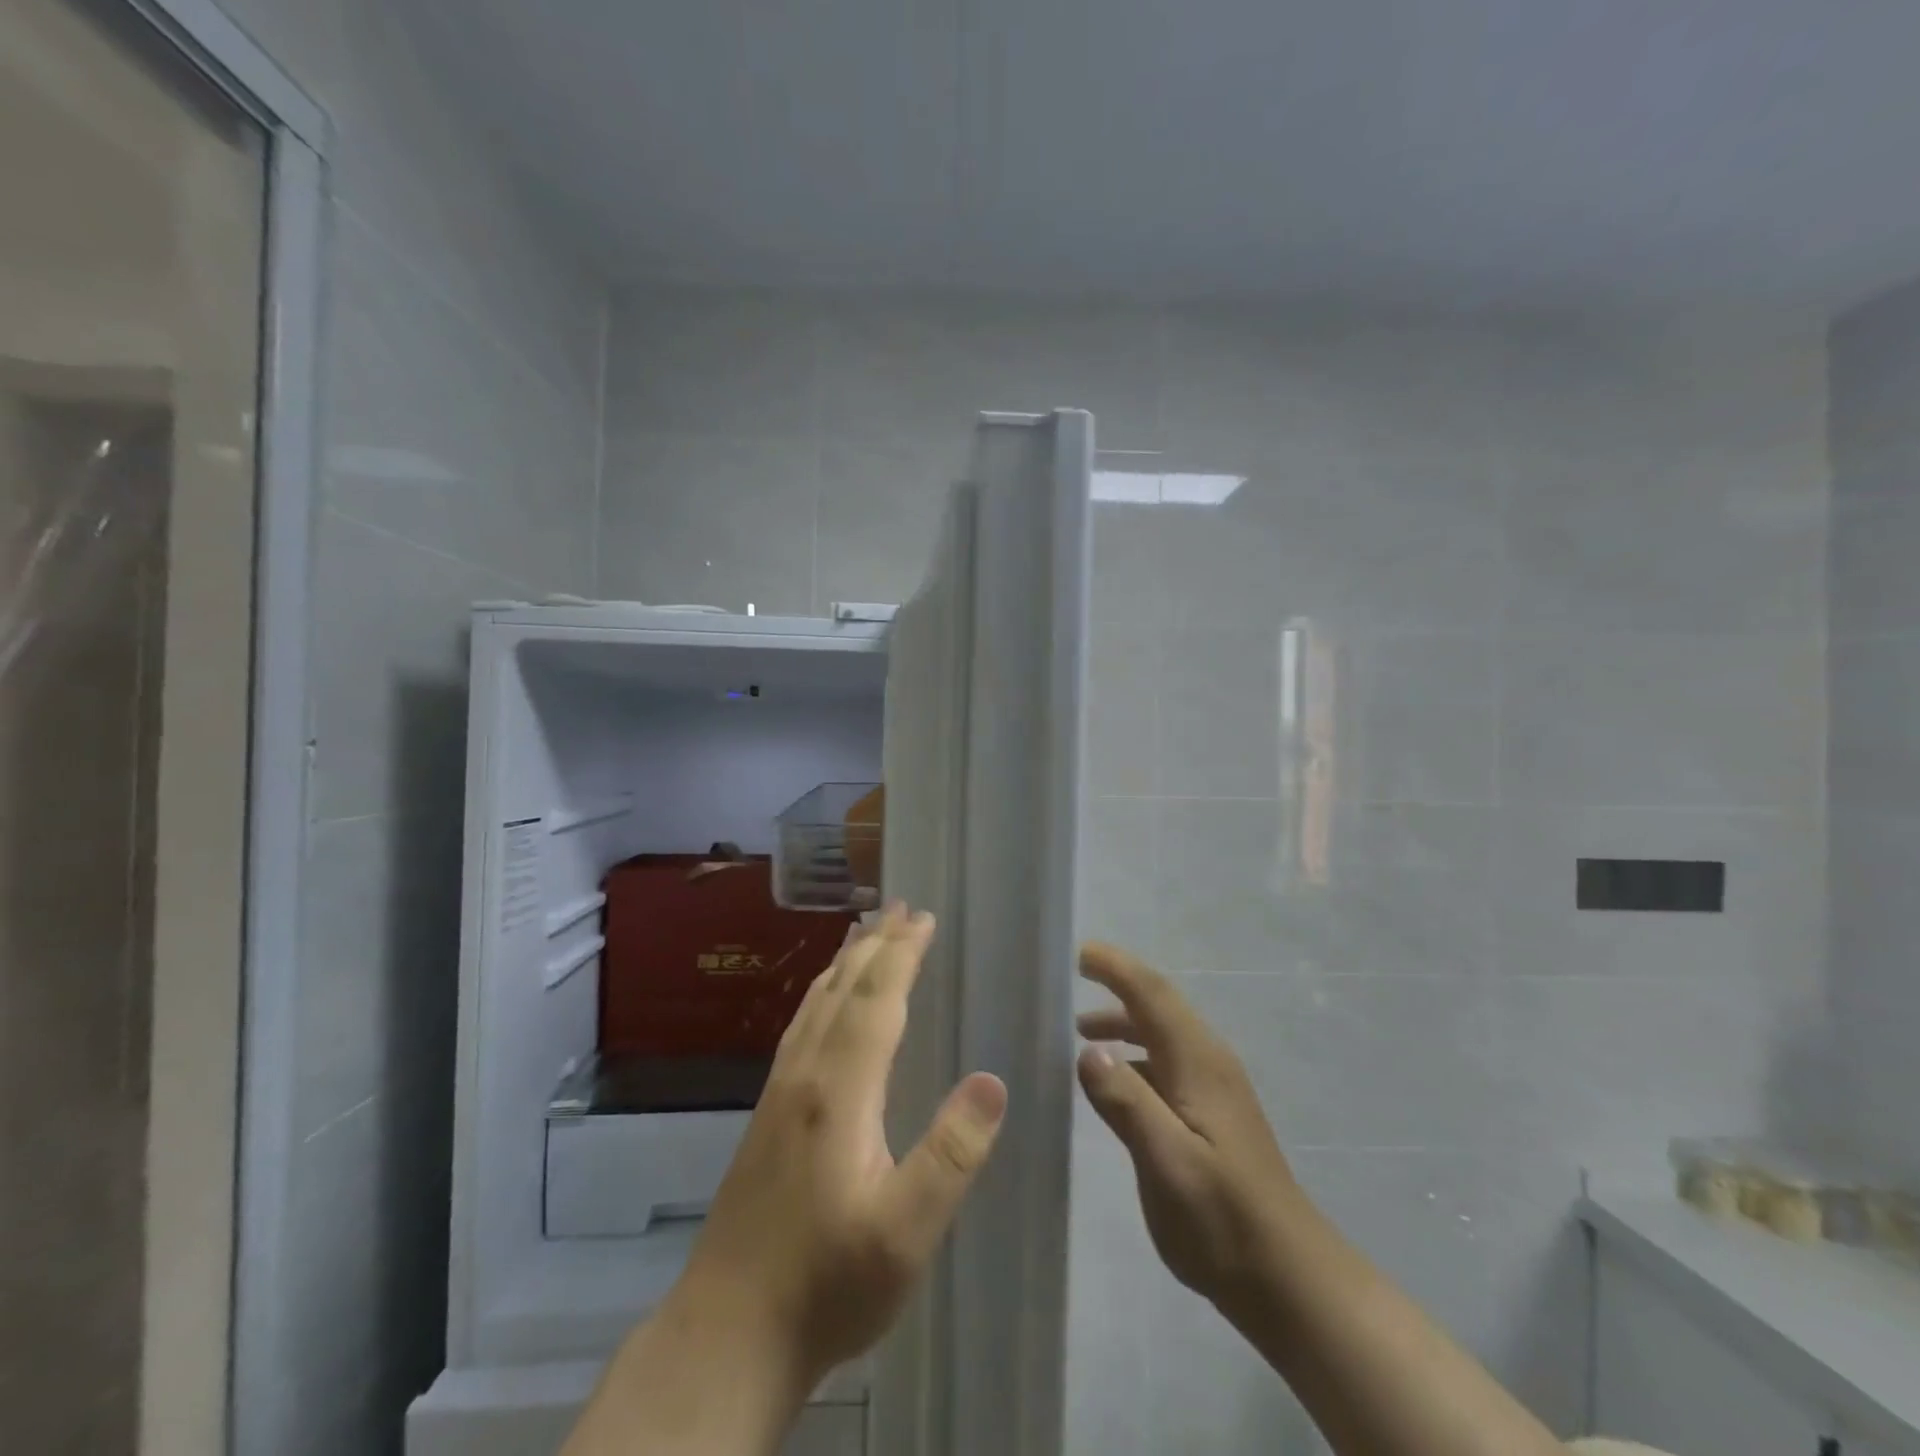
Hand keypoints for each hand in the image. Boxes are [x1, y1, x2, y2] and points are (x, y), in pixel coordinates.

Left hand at [677, 904, 1008, 1392]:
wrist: (728, 1332)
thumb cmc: (827, 1283)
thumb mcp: (905, 1232)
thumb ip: (951, 1154)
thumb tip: (993, 1080)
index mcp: (840, 1090)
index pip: (877, 1000)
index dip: (903, 954)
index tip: (925, 918)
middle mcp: (805, 1074)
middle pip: (843, 989)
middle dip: (876, 944)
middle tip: (901, 907)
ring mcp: (779, 1092)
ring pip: (815, 1003)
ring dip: (845, 962)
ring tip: (864, 933)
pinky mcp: (768, 1114)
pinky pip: (800, 1026)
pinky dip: (820, 994)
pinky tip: (823, 1003)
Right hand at [1074, 941, 1301, 1311]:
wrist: (1288, 1278)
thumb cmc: (1222, 1218)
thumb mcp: (1166, 1160)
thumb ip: (1126, 1101)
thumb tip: (1088, 1050)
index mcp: (1198, 1061)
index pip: (1153, 994)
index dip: (1117, 968)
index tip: (1081, 953)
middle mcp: (1209, 1062)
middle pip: (1160, 1006)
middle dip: (1119, 984)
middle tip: (1076, 977)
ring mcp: (1214, 1089)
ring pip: (1163, 1035)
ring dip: (1124, 1022)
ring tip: (1082, 1030)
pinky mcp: (1213, 1115)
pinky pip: (1166, 1063)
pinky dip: (1135, 1055)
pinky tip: (1116, 1081)